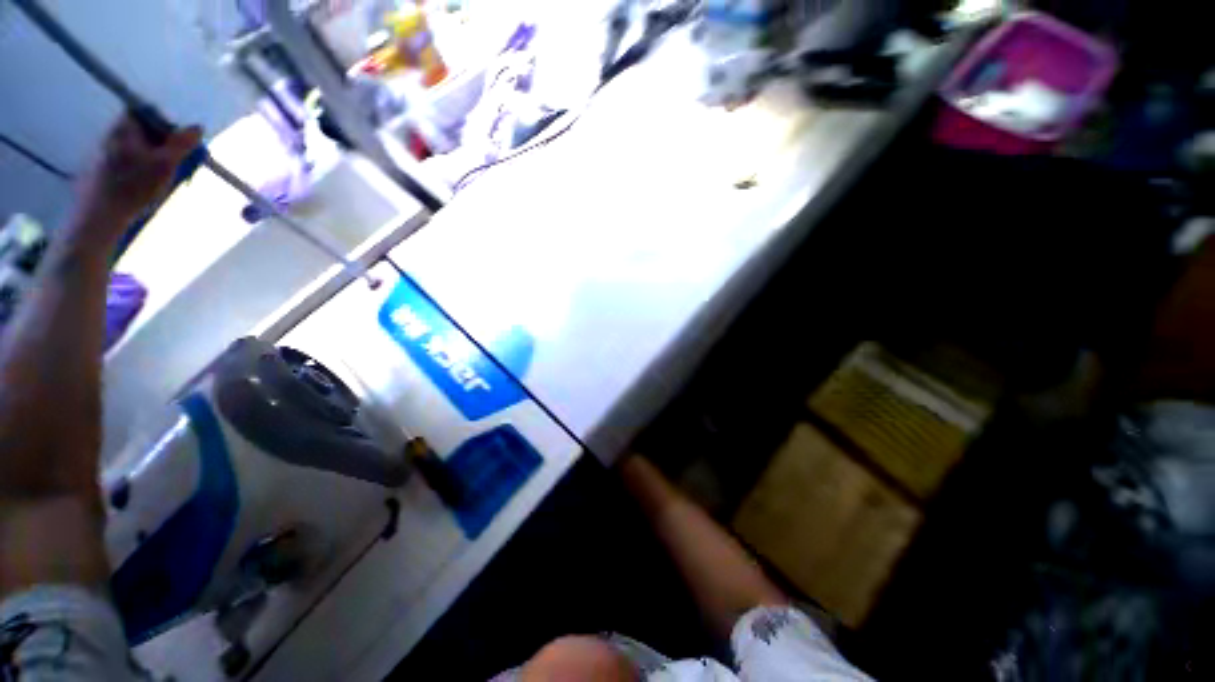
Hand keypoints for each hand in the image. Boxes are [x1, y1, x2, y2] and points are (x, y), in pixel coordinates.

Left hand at [70, 115, 201, 243]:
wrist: (100, 214)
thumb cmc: (133, 186)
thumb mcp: (165, 164)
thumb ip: (182, 144)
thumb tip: (197, 128)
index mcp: (125, 127)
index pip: (148, 114)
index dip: (165, 125)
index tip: (177, 144)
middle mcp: (112, 133)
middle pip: (142, 131)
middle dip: (160, 145)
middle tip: (173, 164)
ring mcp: (103, 151)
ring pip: (135, 148)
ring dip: (150, 159)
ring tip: (159, 179)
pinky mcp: (100, 169)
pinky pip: (125, 162)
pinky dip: (138, 170)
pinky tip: (142, 187)